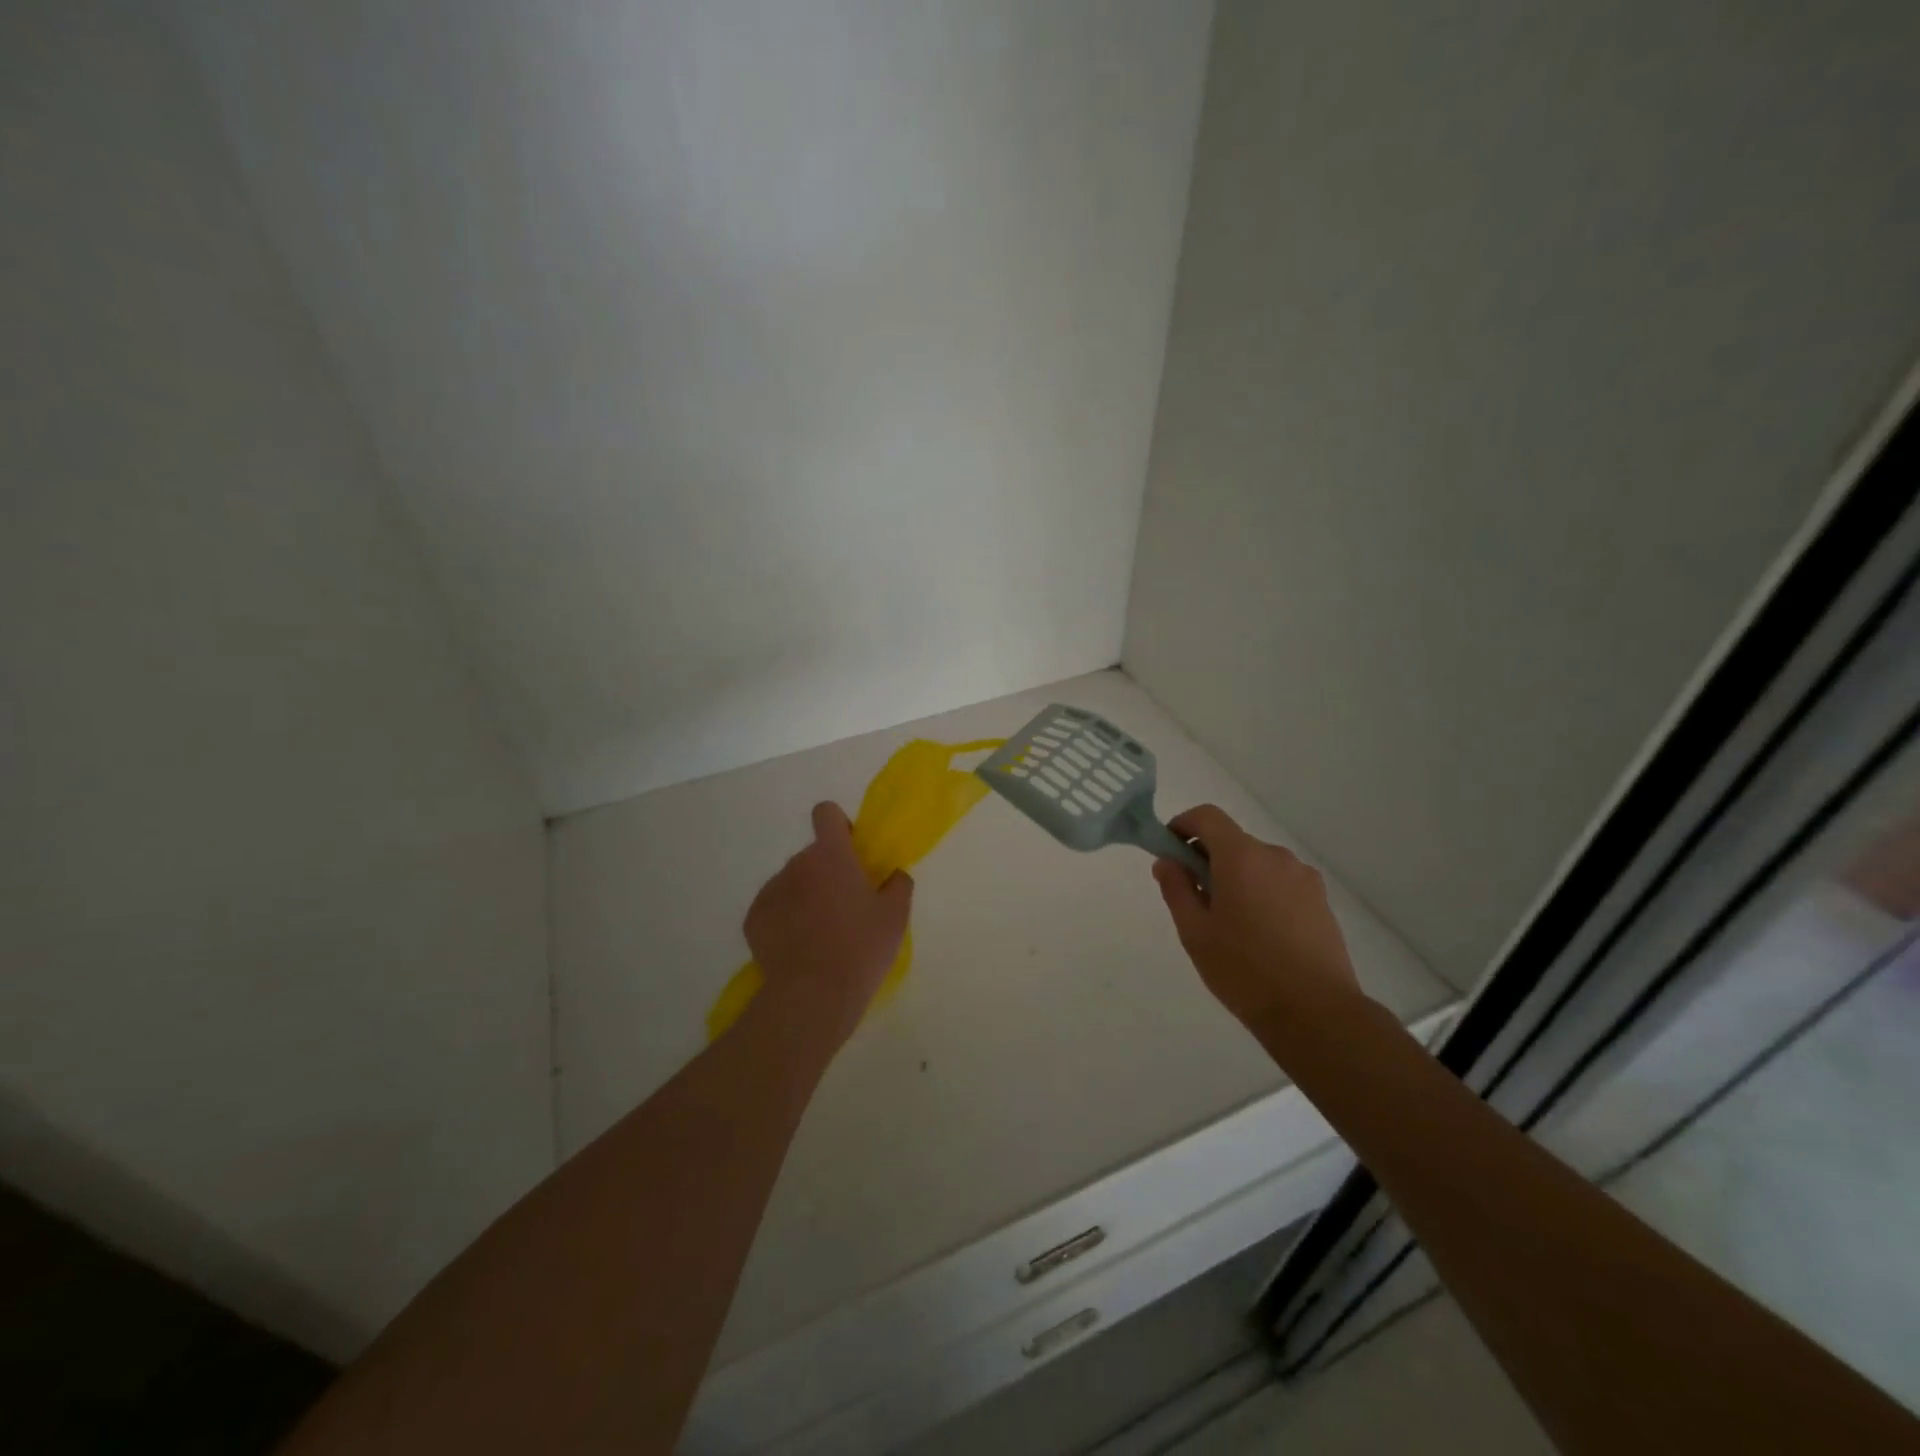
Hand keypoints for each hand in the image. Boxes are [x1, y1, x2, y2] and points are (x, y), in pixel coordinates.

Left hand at [744, 802, 912, 1047]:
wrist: (812, 996)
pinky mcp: (753, 919)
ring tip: (821, 935)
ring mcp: (771, 891)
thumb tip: (893, 875)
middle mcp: (796, 864)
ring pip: (793, 882)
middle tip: (845, 907)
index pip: (826, 813)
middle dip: (827, 872)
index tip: (851, 852)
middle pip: (813, 855)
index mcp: (831, 855)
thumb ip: (898, 884)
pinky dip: (785, 920)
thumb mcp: (895, 916)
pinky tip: (799, 949)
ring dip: (806, 896)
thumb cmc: (861, 948)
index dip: (839, 826)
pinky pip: (774, 908)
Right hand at [1152, 804, 1365, 1031]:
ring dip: (1237, 878)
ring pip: (1258, 864)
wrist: (1316, 1013)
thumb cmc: (1244, 970)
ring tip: (1230, 924)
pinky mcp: (1321, 901)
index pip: (1207, 816)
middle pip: (1233, 841)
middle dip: (1208, 859)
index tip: (1169, 851)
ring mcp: (1304, 878)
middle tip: (1194, 899)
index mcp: (1242, 857)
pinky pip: (1281, 883)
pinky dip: (1262, 893)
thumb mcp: (1195, 931)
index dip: (1183, 825)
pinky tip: (1260, 935)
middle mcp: (1276, 856)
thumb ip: (1177, 888)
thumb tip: (1167, 862)